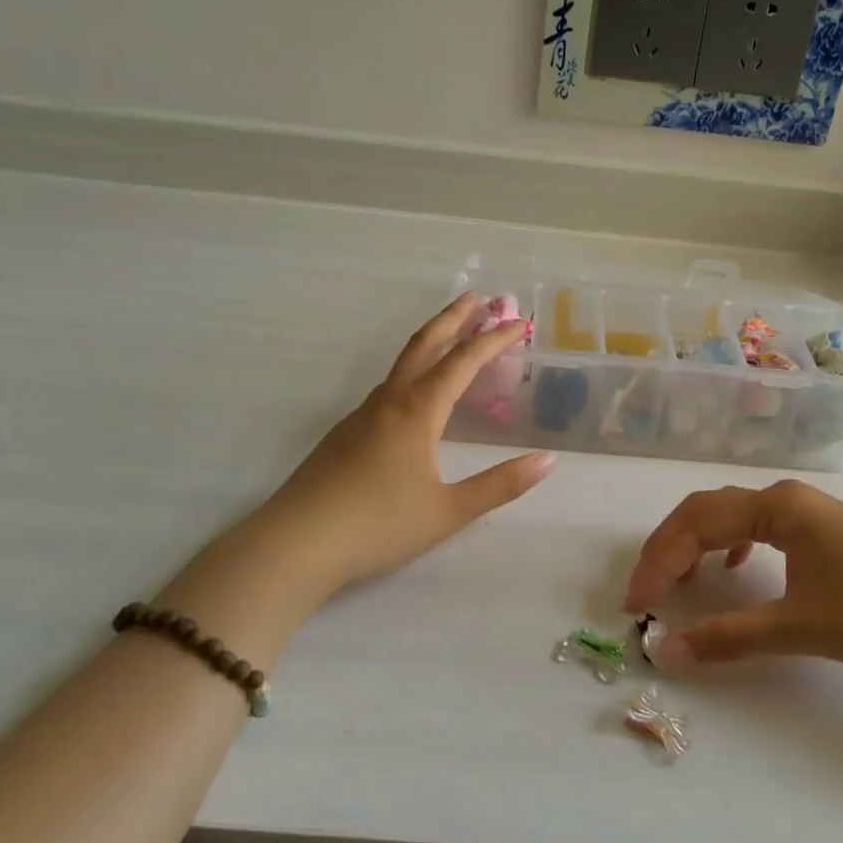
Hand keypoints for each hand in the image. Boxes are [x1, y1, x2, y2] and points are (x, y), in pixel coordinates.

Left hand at [158, 293, 551, 655]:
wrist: (295, 544)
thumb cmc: (378, 525)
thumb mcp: (448, 511)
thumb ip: (499, 485)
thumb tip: (547, 460)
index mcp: (417, 412)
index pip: (462, 362)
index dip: (493, 340)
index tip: (518, 322)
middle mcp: (389, 402)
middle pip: (425, 345)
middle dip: (454, 318)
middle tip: (479, 298)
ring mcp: (361, 415)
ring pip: (402, 364)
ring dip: (432, 342)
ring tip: (453, 337)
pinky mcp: (345, 434)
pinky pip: (388, 388)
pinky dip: (413, 372)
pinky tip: (415, 395)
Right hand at [623, 480, 842, 670]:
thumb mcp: (800, 628)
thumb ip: (729, 638)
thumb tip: (666, 652)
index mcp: (776, 507)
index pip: (696, 525)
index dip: (658, 563)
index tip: (635, 605)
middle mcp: (784, 497)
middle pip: (706, 512)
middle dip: (668, 550)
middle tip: (643, 592)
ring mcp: (804, 510)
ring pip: (729, 517)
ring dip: (695, 545)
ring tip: (675, 581)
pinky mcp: (819, 529)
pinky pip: (756, 527)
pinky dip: (728, 546)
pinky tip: (731, 569)